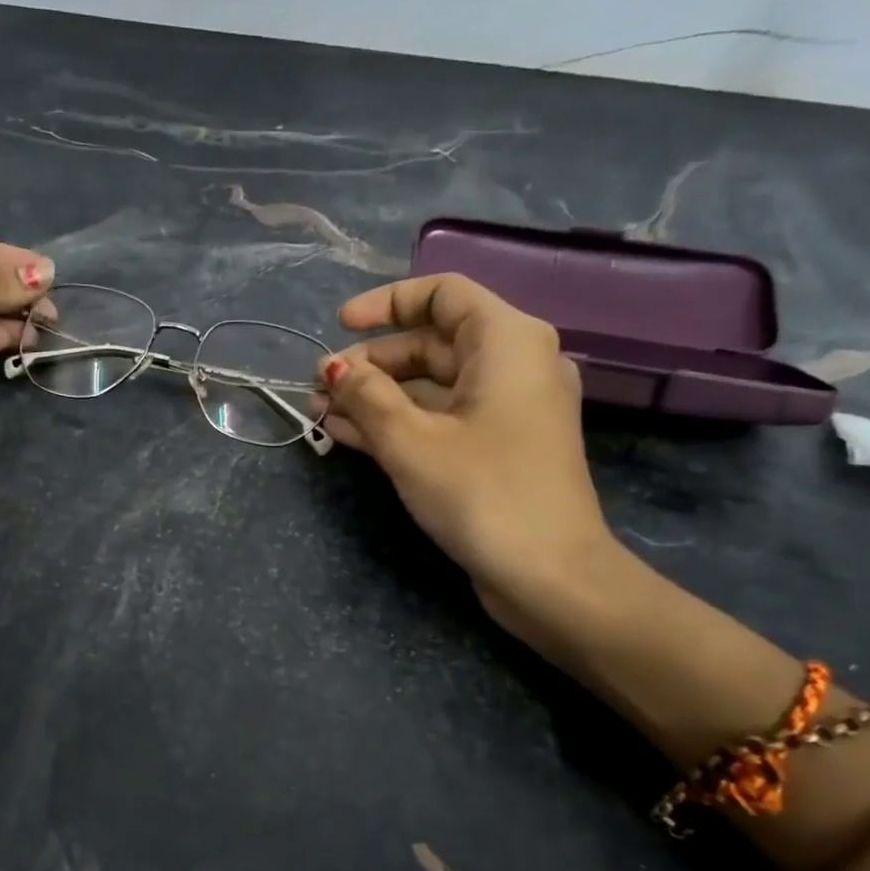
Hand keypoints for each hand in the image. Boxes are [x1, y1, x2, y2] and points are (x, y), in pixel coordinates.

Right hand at [318, 274, 615, 620]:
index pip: (443, 293)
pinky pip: (441, 418)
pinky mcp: (497, 447)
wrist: (550, 577)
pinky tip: (347, 434)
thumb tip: (334, 369)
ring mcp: (507, 409)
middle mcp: (513, 365)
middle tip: (319, 385)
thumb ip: (367, 396)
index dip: (386, 303)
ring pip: (431, 386)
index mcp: (506, 341)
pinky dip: (398, 423)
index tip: (341, 326)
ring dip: (376, 397)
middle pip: (432, 343)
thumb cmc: (482, 492)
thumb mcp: (411, 440)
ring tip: (320, 411)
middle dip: (370, 362)